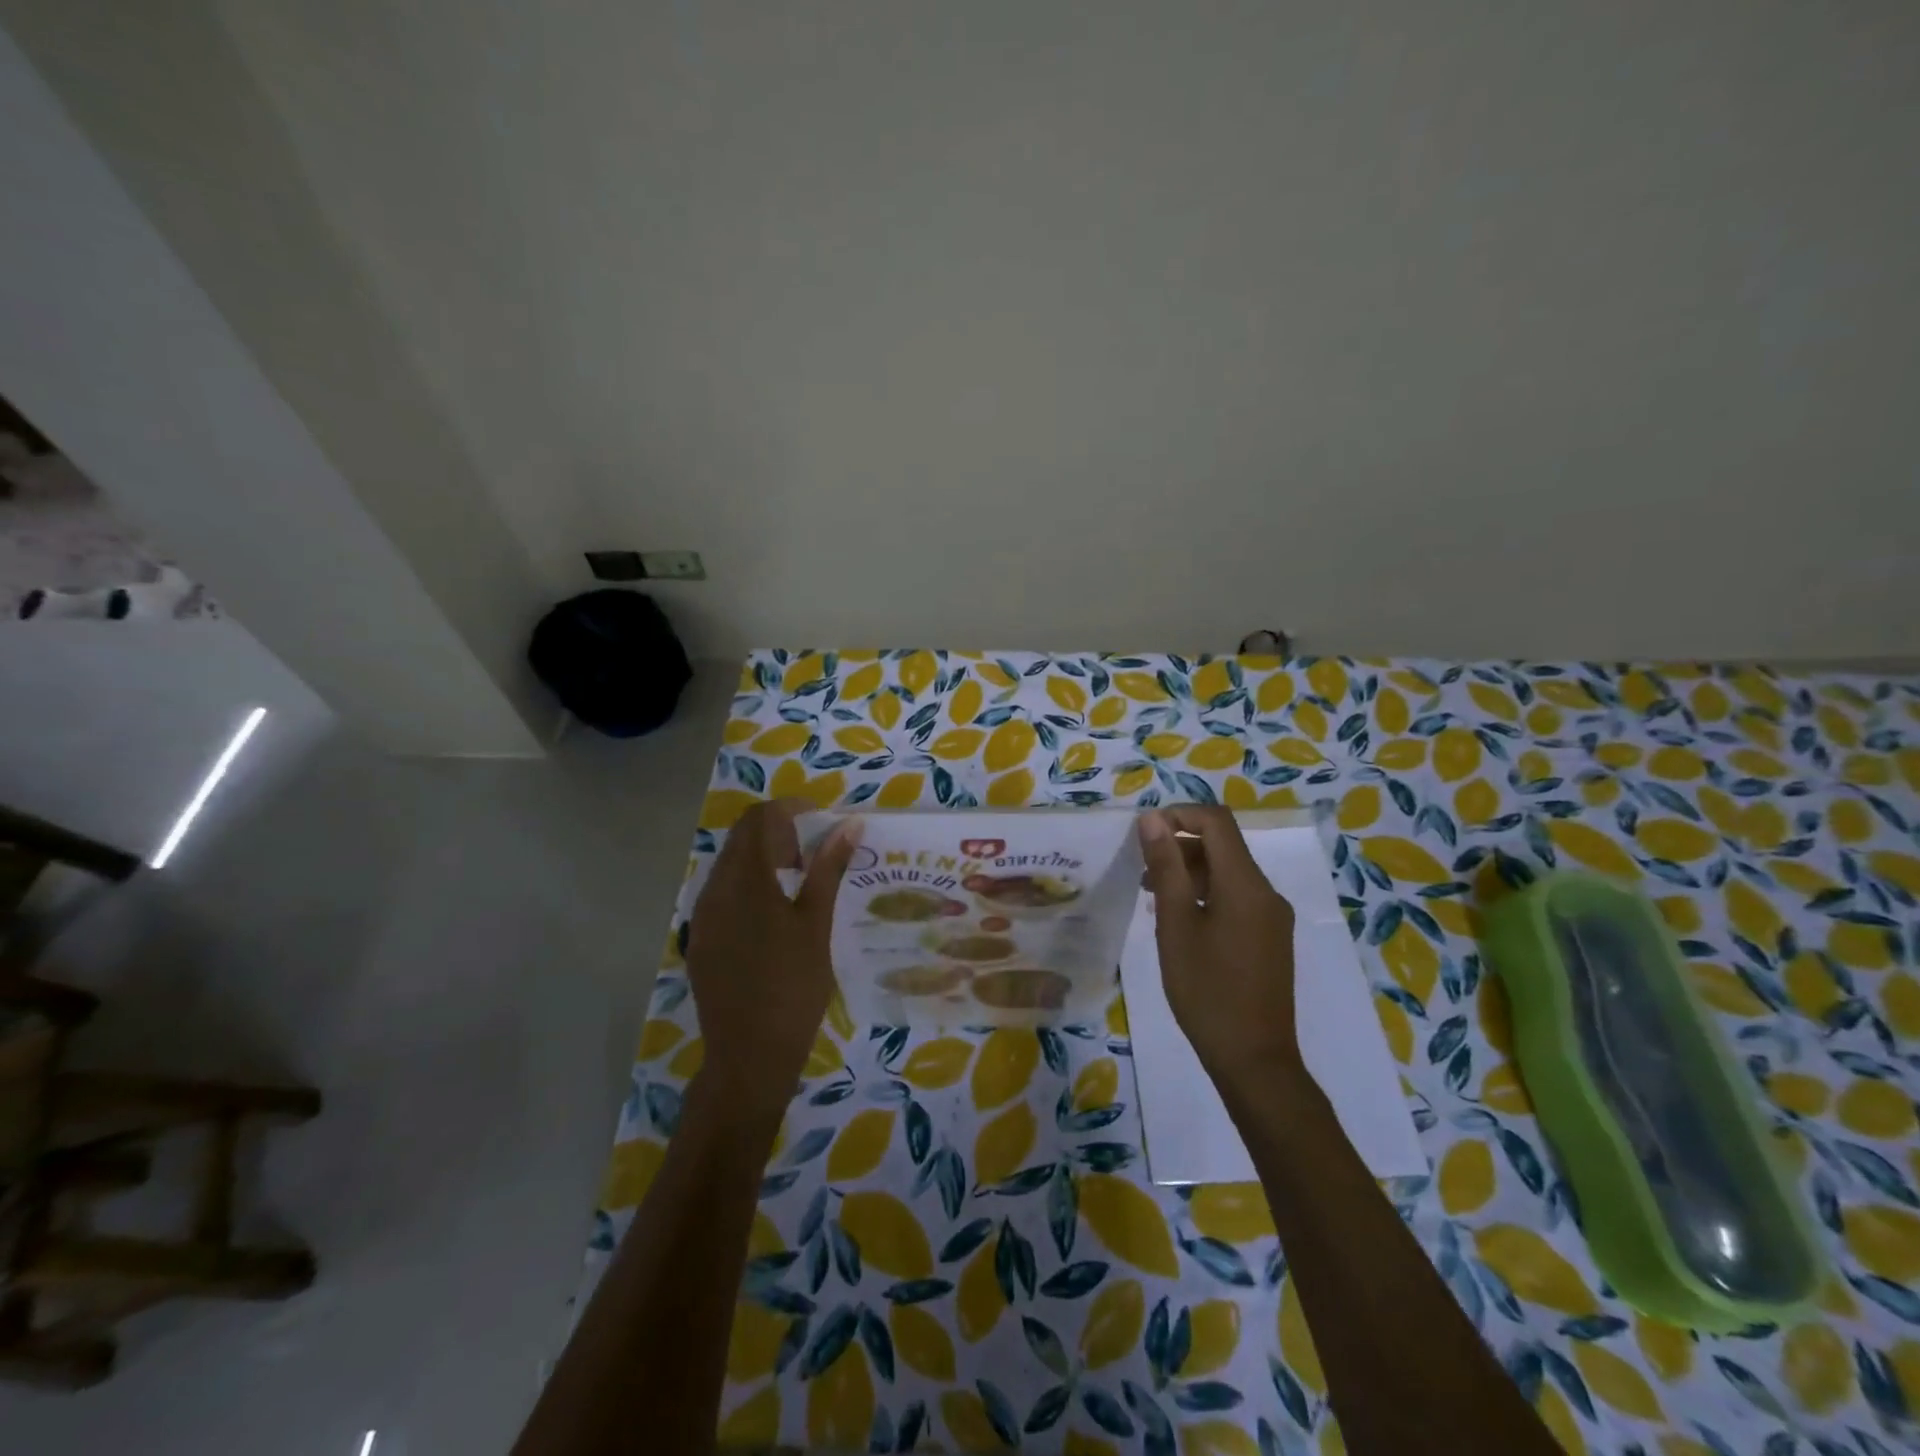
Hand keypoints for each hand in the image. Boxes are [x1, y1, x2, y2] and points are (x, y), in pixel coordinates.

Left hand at [685, 801, 861, 1116]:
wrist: (749, 1056)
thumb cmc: (793, 986)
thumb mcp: (817, 923)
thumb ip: (828, 868)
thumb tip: (849, 824)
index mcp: (744, 880)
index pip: (759, 818)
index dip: (792, 809)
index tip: (824, 822)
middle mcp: (714, 889)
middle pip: (742, 838)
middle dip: (779, 832)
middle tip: (816, 853)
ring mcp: (702, 915)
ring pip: (730, 865)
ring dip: (764, 858)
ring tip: (800, 883)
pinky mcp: (700, 938)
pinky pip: (722, 893)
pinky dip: (749, 885)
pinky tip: (774, 915)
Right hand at [1138, 807, 1299, 1078]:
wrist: (1254, 1059)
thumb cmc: (1207, 990)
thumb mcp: (1176, 925)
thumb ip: (1166, 867)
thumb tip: (1153, 819)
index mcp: (1246, 884)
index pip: (1217, 822)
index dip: (1179, 815)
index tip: (1145, 835)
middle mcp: (1266, 892)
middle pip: (1223, 846)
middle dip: (1180, 846)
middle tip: (1141, 869)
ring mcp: (1272, 917)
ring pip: (1228, 873)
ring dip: (1190, 872)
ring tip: (1152, 896)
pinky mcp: (1270, 938)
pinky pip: (1237, 898)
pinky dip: (1206, 894)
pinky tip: (1180, 921)